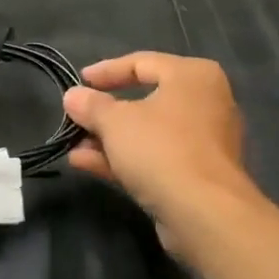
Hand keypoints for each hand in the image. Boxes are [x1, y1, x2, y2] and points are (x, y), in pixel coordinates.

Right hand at [63, 53, 259, 233]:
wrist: (205, 215)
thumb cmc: (161, 148)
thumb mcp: (114, 121)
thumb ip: (91, 105)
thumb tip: (73, 96)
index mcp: (193, 76)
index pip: (142, 62)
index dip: (106, 71)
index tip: (80, 82)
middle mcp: (205, 104)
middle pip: (145, 100)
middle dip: (105, 112)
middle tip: (77, 116)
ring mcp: (203, 143)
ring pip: (148, 133)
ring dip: (109, 139)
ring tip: (73, 144)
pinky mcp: (197, 177)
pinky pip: (155, 158)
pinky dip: (124, 159)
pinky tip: (85, 163)